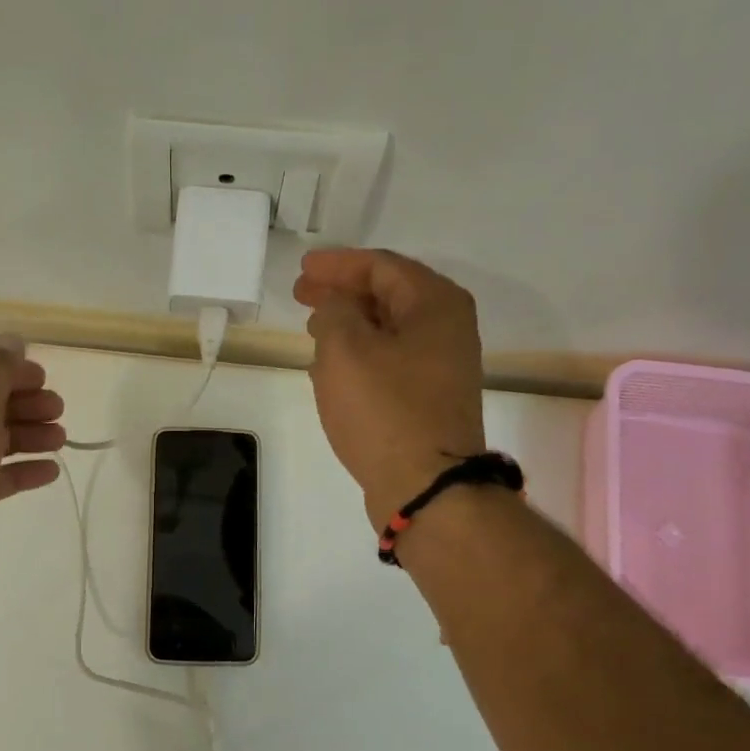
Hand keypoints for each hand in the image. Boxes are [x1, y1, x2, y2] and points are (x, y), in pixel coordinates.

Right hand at [293, 248, 485, 525]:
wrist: (425, 485)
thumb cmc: (384, 410)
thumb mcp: (345, 349)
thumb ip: (334, 311)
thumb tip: (338, 308)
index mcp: (435, 304)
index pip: (381, 266)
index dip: (337, 265)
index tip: (302, 270)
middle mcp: (447, 329)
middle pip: (388, 296)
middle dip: (343, 293)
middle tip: (302, 295)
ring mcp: (441, 367)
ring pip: (388, 330)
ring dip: (350, 325)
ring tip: (313, 328)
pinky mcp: (430, 400)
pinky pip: (390, 361)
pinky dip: (361, 356)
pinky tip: (333, 368)